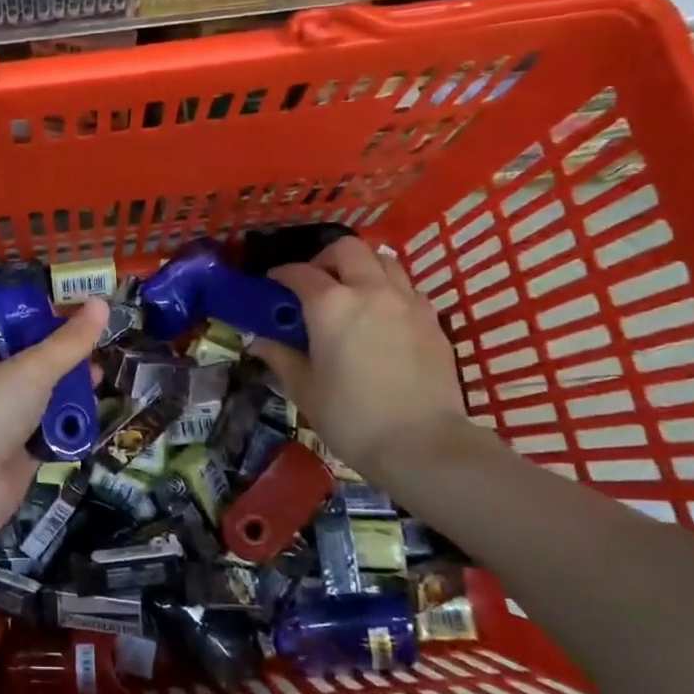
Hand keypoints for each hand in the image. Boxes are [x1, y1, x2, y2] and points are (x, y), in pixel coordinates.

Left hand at [0, 299, 109, 548]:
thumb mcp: (29, 369)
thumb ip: (68, 342)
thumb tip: (101, 302)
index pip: (3, 321)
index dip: (35, 311)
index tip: (73, 305)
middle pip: (28, 360)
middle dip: (62, 355)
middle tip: (97, 345)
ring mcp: (1, 422)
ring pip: (41, 398)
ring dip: (69, 392)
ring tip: (100, 380)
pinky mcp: (18, 456)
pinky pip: (48, 434)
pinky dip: (67, 429)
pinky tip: (93, 419)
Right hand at [250, 236, 464, 478]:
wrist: (423, 444)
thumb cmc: (352, 417)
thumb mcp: (305, 390)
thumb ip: (281, 358)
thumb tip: (259, 343)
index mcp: (330, 305)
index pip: (299, 273)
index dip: (282, 274)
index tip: (273, 284)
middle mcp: (369, 291)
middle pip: (348, 249)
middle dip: (326, 258)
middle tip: (316, 283)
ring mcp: (407, 302)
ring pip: (384, 261)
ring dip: (363, 267)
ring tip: (352, 293)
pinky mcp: (433, 320)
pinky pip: (408, 288)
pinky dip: (390, 290)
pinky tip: (383, 317)